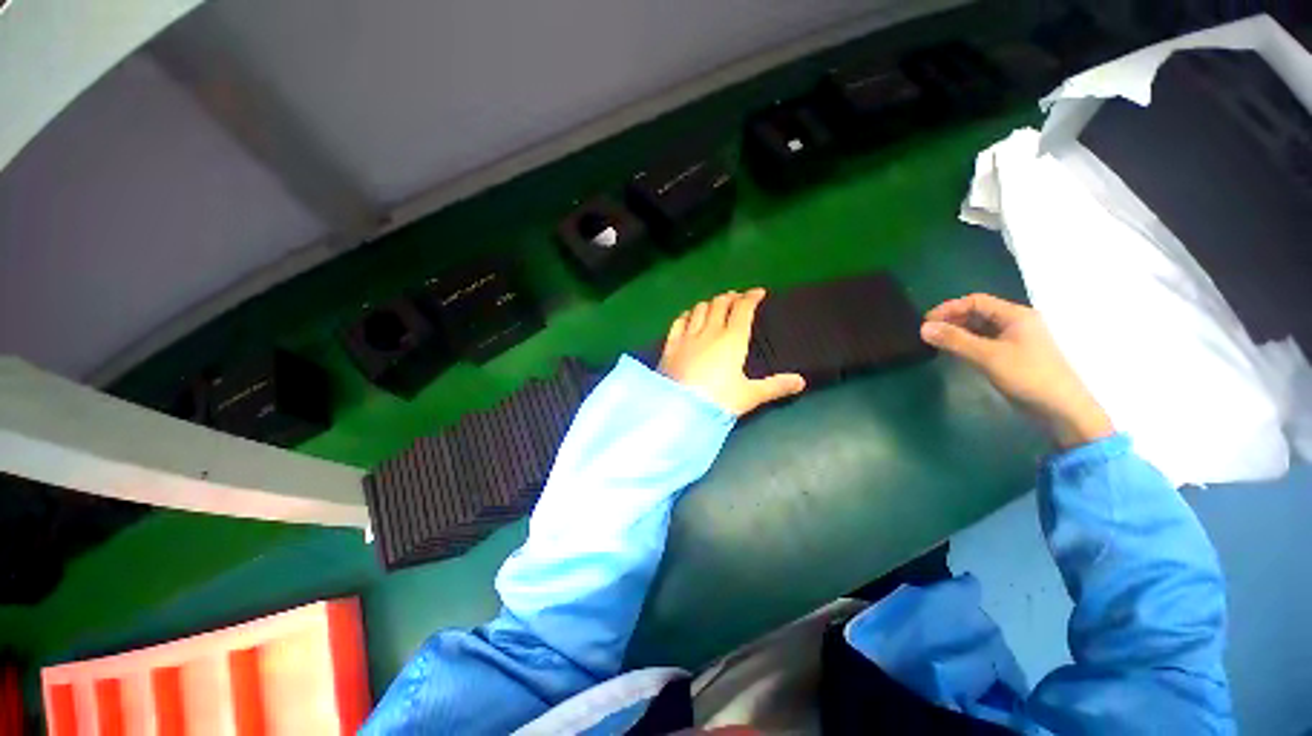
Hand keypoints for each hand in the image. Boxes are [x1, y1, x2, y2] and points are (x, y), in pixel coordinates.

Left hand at [658, 288, 805, 416]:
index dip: (751, 297)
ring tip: (715, 305)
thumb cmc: (719, 401)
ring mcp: (687, 337)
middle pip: (720, 304)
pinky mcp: (670, 345)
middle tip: (737, 298)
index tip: (758, 292)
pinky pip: (678, 321)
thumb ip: (775, 386)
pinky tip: (689, 315)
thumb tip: (801, 382)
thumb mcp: (749, 395)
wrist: (679, 410)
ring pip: (699, 309)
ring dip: (709, 303)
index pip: (743, 309)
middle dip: (730, 297)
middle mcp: (709, 332)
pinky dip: (687, 314)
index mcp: (732, 340)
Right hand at [920, 293, 1113, 449]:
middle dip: (952, 320)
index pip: (976, 301)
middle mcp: (1016, 323)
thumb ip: (955, 340)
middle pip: (978, 313)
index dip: (949, 308)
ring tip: (936, 342)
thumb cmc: (1028, 377)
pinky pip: (984, 342)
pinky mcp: (1012, 356)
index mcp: (1016, 316)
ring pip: (980, 328)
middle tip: (928, 333)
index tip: (926, 322)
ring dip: (957, 332)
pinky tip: (954, 352)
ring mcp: (1015, 340)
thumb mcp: (988, 357)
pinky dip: (966, 343)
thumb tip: (923, 328)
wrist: (1061, 410)